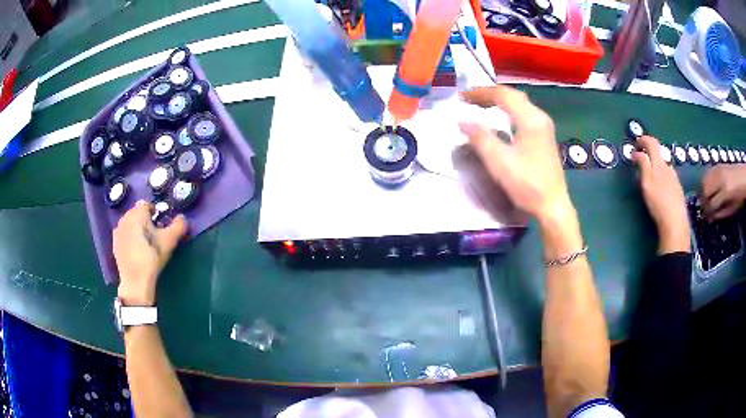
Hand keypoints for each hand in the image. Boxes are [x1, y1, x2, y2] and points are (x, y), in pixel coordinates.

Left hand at [114, 200, 187, 305]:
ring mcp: (118, 231)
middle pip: (137, 213)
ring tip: (145, 242)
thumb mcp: (169, 241)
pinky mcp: (115, 243)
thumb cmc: (152, 257)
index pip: (146, 204)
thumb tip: (182, 217)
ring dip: (137, 228)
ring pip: (130, 223)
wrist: (136, 281)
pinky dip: (130, 237)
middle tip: (154, 234)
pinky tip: (136, 250)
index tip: (161, 224)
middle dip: (145, 220)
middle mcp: (125, 218)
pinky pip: (124, 234)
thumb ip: (178, 226)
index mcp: (137, 213)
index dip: (155, 212)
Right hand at [459, 86, 572, 223]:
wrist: (553, 206)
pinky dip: (509, 111)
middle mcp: (540, 117)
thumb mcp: (499, 162)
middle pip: (513, 96)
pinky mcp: (545, 137)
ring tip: (481, 106)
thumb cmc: (527, 184)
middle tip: (470, 99)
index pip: (503, 95)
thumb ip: (480, 138)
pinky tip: (501, 120)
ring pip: (520, 104)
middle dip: (490, 95)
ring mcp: (545, 127)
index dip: (480, 93)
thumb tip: (462, 121)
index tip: (462, 97)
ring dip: (500, 102)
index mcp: (531, 119)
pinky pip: (524, 114)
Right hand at [632, 136, 688, 253]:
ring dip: (656, 167)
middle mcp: (668, 167)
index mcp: (659, 163)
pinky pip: (669, 178)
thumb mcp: (646, 182)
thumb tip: (637, 152)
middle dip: (649, 154)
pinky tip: (661, 190)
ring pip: (664, 167)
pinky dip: (662, 178)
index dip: (642, 140)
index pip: (651, 142)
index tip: (635, 145)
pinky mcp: (678, 190)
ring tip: (650, 178)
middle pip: (659, 154)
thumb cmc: (659, 201)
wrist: (675, 222)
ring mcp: (675, 179)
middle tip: (641, 163)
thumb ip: (642, 164)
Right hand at [701, 165, 745, 220]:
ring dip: (702, 191)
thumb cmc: (740, 196)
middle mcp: (719, 179)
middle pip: (705, 191)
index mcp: (725, 192)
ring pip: (704, 181)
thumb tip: (710, 218)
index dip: (707, 213)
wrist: (744, 176)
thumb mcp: (733, 209)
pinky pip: (707, 174)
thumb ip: (721, 214)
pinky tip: (707, 188)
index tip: (706, 219)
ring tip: (705, 199)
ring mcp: (718, 169)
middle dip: (703, 202)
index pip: (711, 204)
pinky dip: (705, 182)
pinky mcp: (717, 165)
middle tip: (704, 210)